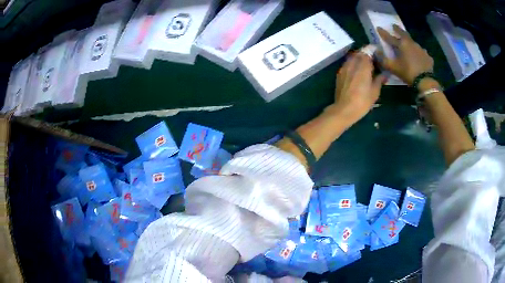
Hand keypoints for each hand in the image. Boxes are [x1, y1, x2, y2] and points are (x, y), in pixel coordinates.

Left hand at [331, 50, 385, 123]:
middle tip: (372, 59)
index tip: (378, 53)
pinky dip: (353, 64)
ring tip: (365, 65)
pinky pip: (347, 64)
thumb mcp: (375, 91)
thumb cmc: (363, 101)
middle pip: (359, 53)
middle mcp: (353, 63)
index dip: (372, 51)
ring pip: (352, 57)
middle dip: (366, 53)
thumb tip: (384, 74)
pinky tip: (357, 71)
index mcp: (363, 66)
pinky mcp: (339, 73)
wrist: (344, 109)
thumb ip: (379, 80)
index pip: (367, 51)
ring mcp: (344, 68)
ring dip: (359, 58)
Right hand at [377, 24, 433, 84]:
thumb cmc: (408, 72)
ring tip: (408, 42)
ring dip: (409, 41)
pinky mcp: (428, 57)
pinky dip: (419, 53)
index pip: (390, 37)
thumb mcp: (393, 67)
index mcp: (402, 44)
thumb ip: (383, 59)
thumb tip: (375, 51)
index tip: (378, 27)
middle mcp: (411, 43)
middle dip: (398, 30)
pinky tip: (419, 56)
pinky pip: (422, 52)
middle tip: (394, 26)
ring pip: (413, 42)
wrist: (425, 81)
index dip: (383, 33)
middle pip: (403, 34)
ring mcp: (421, 49)